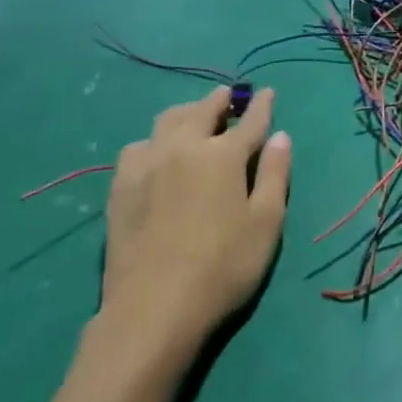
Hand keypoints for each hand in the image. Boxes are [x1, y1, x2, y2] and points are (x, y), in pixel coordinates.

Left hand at [96, 87, 291, 363]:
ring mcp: (147, 164)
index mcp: (223, 155)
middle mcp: (183, 147)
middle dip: (219, 100)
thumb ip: (275, 174)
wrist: (154, 309)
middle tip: (228, 97)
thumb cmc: (224, 267)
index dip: (261, 105)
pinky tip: (158, 152)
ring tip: (195, 118)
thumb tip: (281, 136)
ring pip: (167, 121)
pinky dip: (155, 140)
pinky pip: (139, 146)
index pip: (249, 121)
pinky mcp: (120, 186)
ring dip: (187, 113)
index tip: (268, 92)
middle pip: (203, 110)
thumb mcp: (266, 223)